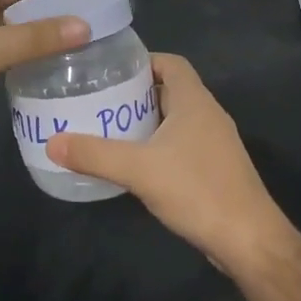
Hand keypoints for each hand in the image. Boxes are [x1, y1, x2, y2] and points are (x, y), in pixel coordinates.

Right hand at [47, 54, 293, 273]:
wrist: (248, 240)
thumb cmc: (197, 190)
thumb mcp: (139, 169)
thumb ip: (95, 154)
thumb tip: (52, 142)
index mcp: (195, 101)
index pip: (171, 63)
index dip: (143, 60)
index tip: (111, 70)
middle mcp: (208, 115)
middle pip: (170, 90)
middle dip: (136, 93)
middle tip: (99, 100)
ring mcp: (215, 144)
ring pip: (176, 120)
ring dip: (146, 121)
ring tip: (108, 128)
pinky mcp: (215, 170)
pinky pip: (181, 145)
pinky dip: (157, 146)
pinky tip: (134, 164)